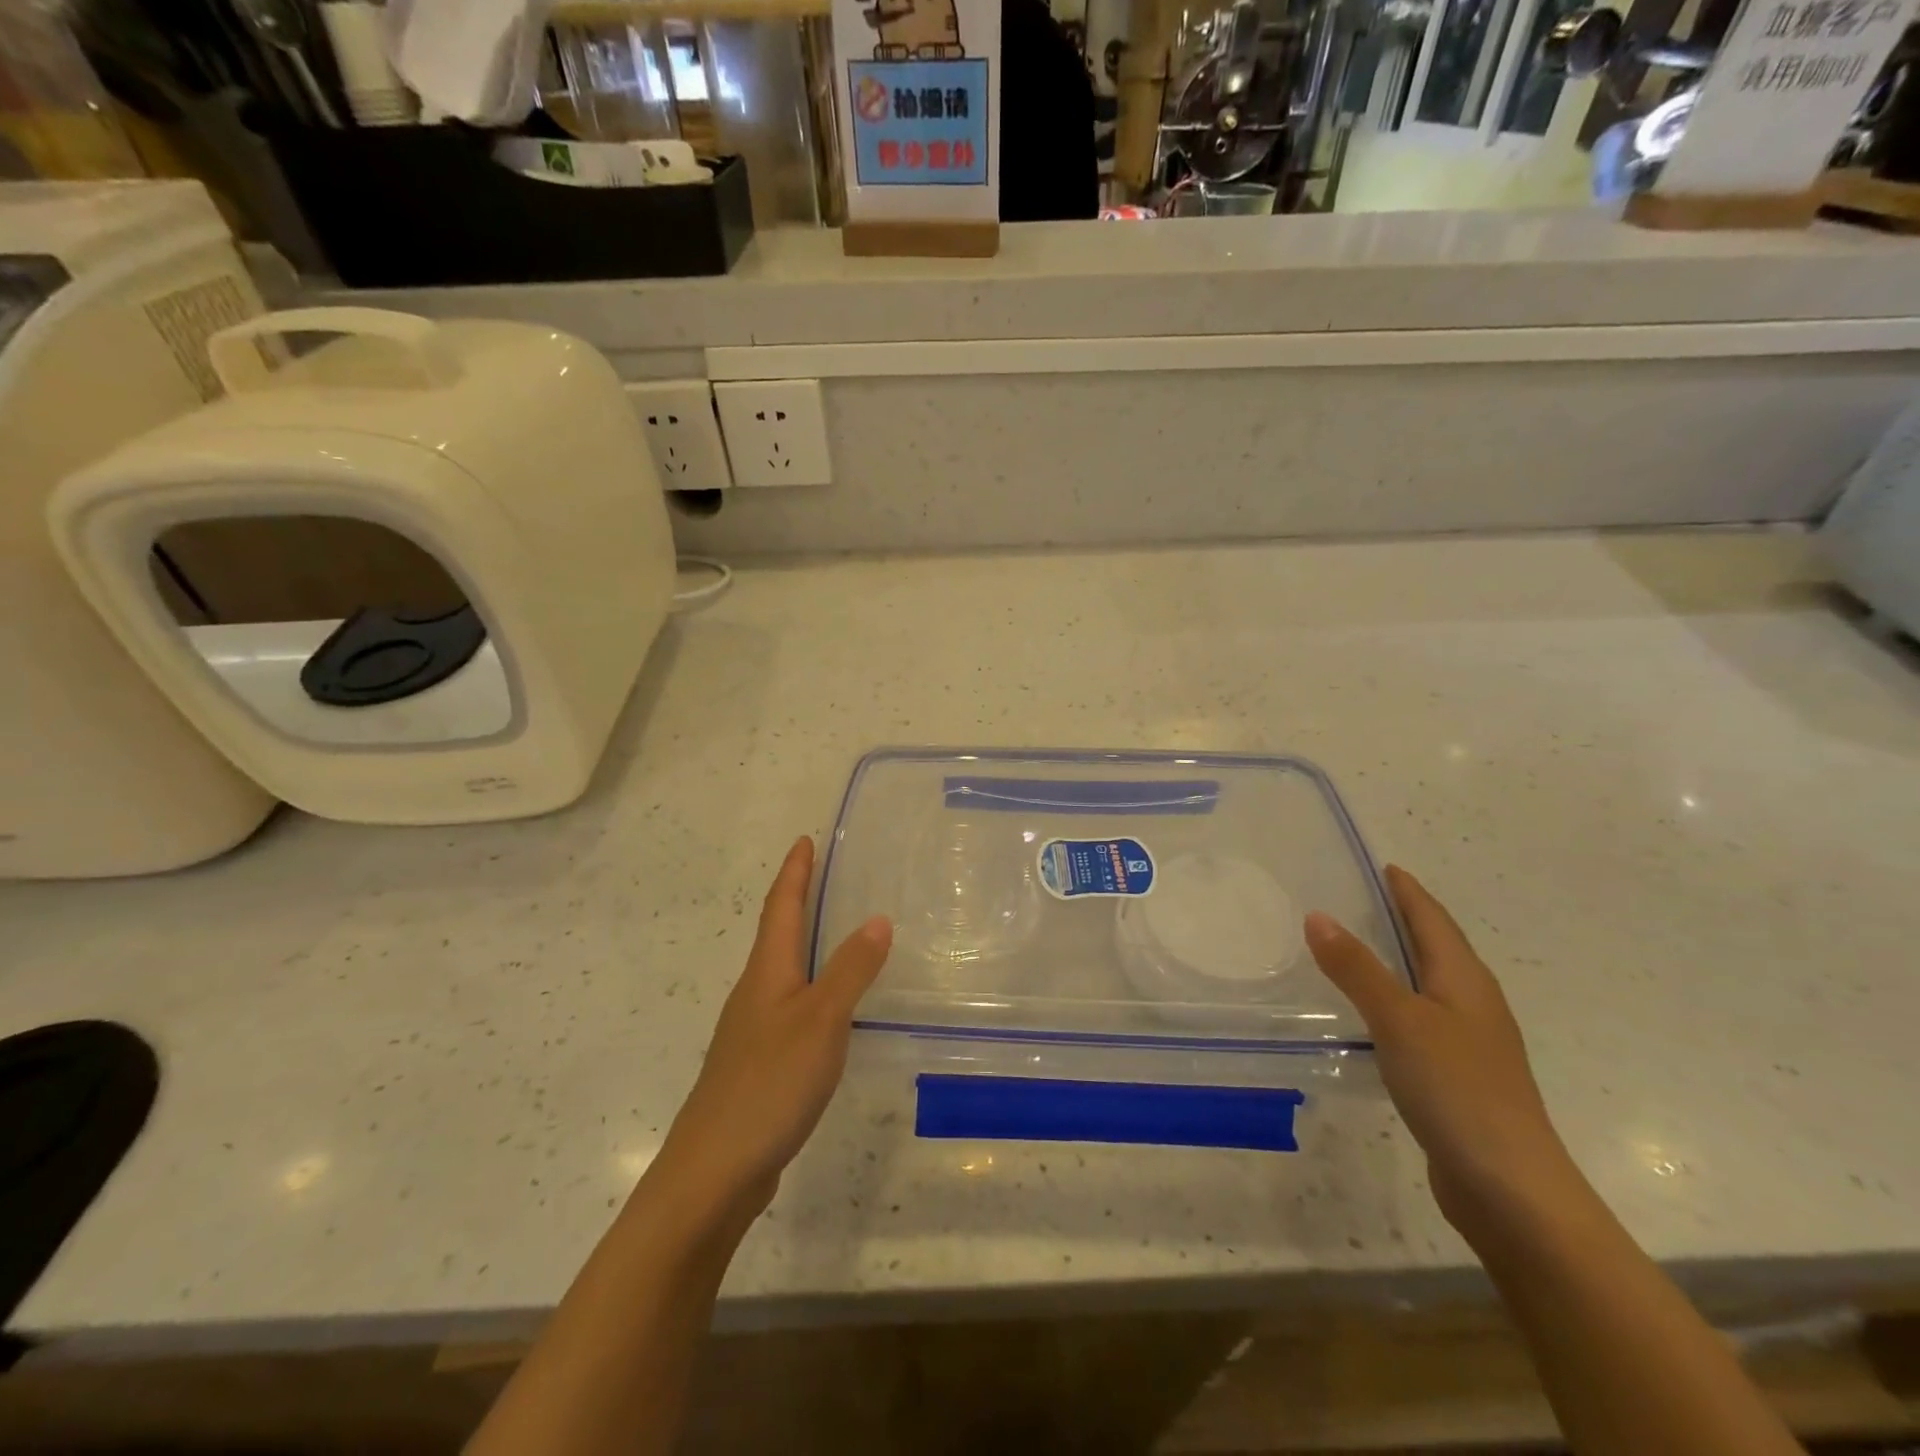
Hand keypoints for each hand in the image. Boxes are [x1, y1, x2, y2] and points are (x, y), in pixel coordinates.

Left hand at [653, 837, 891, 1223]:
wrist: (714, 1171)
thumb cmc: (769, 1084)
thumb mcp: (822, 1020)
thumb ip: (850, 970)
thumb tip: (877, 918)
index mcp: (766, 973)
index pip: (780, 907)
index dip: (794, 872)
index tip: (804, 840)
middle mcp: (755, 993)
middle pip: (776, 935)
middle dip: (798, 901)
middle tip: (826, 877)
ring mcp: (752, 1031)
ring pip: (782, 972)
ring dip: (805, 945)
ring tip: (835, 934)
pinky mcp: (758, 1065)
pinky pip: (789, 1008)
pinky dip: (811, 989)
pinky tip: (831, 1011)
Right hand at [1305, 866, 1581, 1242]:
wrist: (1511, 1190)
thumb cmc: (1458, 1090)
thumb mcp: (1399, 1020)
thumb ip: (1357, 968)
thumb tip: (1317, 915)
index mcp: (1465, 980)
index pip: (1433, 919)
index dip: (1408, 892)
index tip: (1384, 866)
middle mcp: (1472, 1003)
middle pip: (1436, 947)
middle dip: (1403, 920)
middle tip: (1358, 899)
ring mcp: (1469, 1042)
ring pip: (1428, 984)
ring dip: (1396, 961)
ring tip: (1353, 948)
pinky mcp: (1457, 1076)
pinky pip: (1419, 1019)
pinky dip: (1393, 1001)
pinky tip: (1369, 1016)